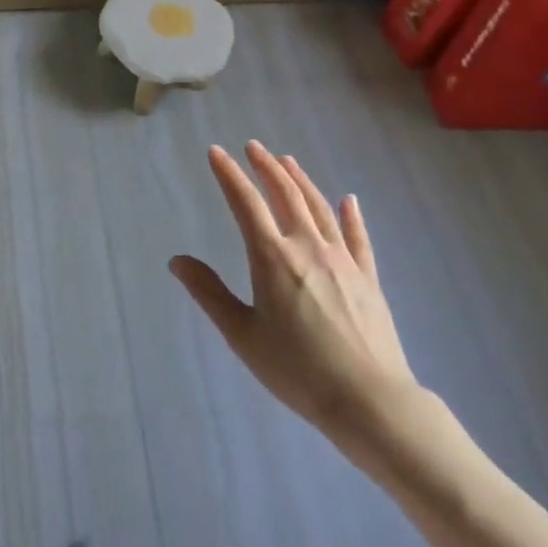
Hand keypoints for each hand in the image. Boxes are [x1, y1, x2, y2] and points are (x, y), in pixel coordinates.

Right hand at [171, 142, 420, 464]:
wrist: (369, 400)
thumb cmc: (297, 369)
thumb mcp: (241, 335)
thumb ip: (209, 293)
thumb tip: (177, 261)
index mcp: (272, 257)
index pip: (245, 203)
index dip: (229, 174)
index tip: (216, 152)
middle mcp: (307, 247)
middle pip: (286, 194)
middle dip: (266, 167)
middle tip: (253, 146)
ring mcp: (342, 259)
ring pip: (319, 207)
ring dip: (301, 180)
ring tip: (288, 160)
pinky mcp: (368, 277)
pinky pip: (358, 237)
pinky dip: (351, 215)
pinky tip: (348, 200)